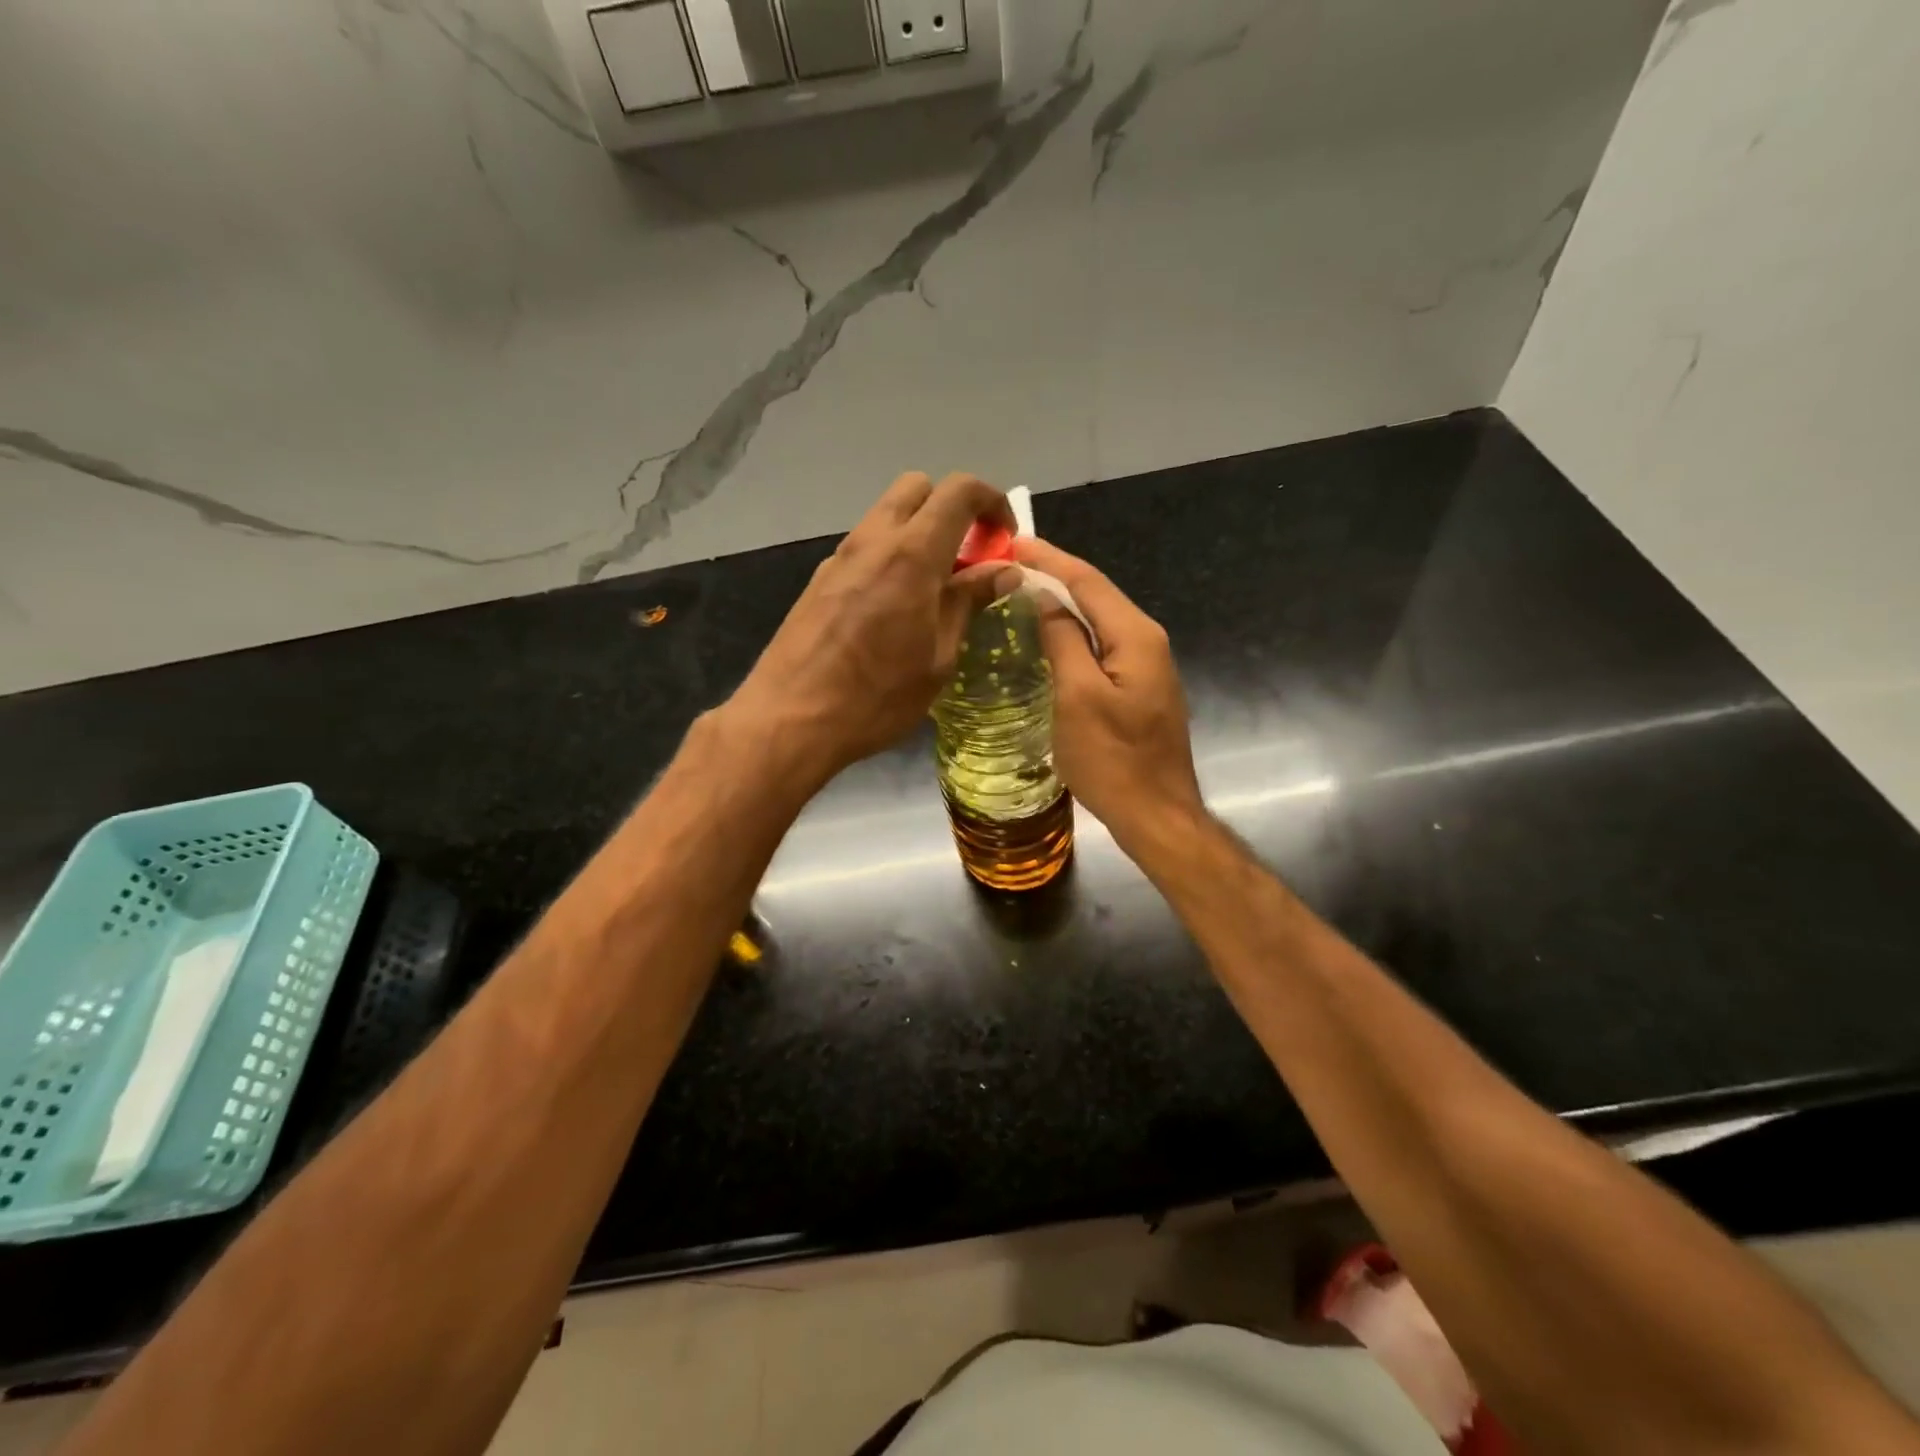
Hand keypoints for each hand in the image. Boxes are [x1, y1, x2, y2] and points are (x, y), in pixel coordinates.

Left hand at [731, 473, 1016, 783]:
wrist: (789, 719)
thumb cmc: (877, 697)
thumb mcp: (938, 656)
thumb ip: (969, 603)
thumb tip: (1005, 571)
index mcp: (911, 555)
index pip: (959, 491)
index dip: (992, 501)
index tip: (1004, 539)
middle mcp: (872, 541)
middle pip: (917, 488)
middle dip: (951, 508)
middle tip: (968, 557)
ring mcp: (840, 558)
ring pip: (887, 516)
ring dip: (919, 533)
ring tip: (934, 588)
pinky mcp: (820, 580)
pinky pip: (865, 547)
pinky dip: (891, 557)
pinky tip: (895, 607)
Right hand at [1015, 538, 1205, 858]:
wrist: (1156, 814)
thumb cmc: (1112, 759)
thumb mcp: (1077, 696)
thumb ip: (1062, 640)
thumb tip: (1045, 599)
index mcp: (1135, 636)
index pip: (1088, 581)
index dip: (1050, 559)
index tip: (1014, 542)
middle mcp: (1147, 641)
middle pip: (1097, 596)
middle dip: (1056, 576)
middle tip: (1011, 565)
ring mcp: (1147, 666)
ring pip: (1099, 621)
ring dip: (1063, 604)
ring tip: (1023, 592)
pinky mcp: (1139, 689)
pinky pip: (1102, 647)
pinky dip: (1074, 634)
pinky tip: (1050, 637)